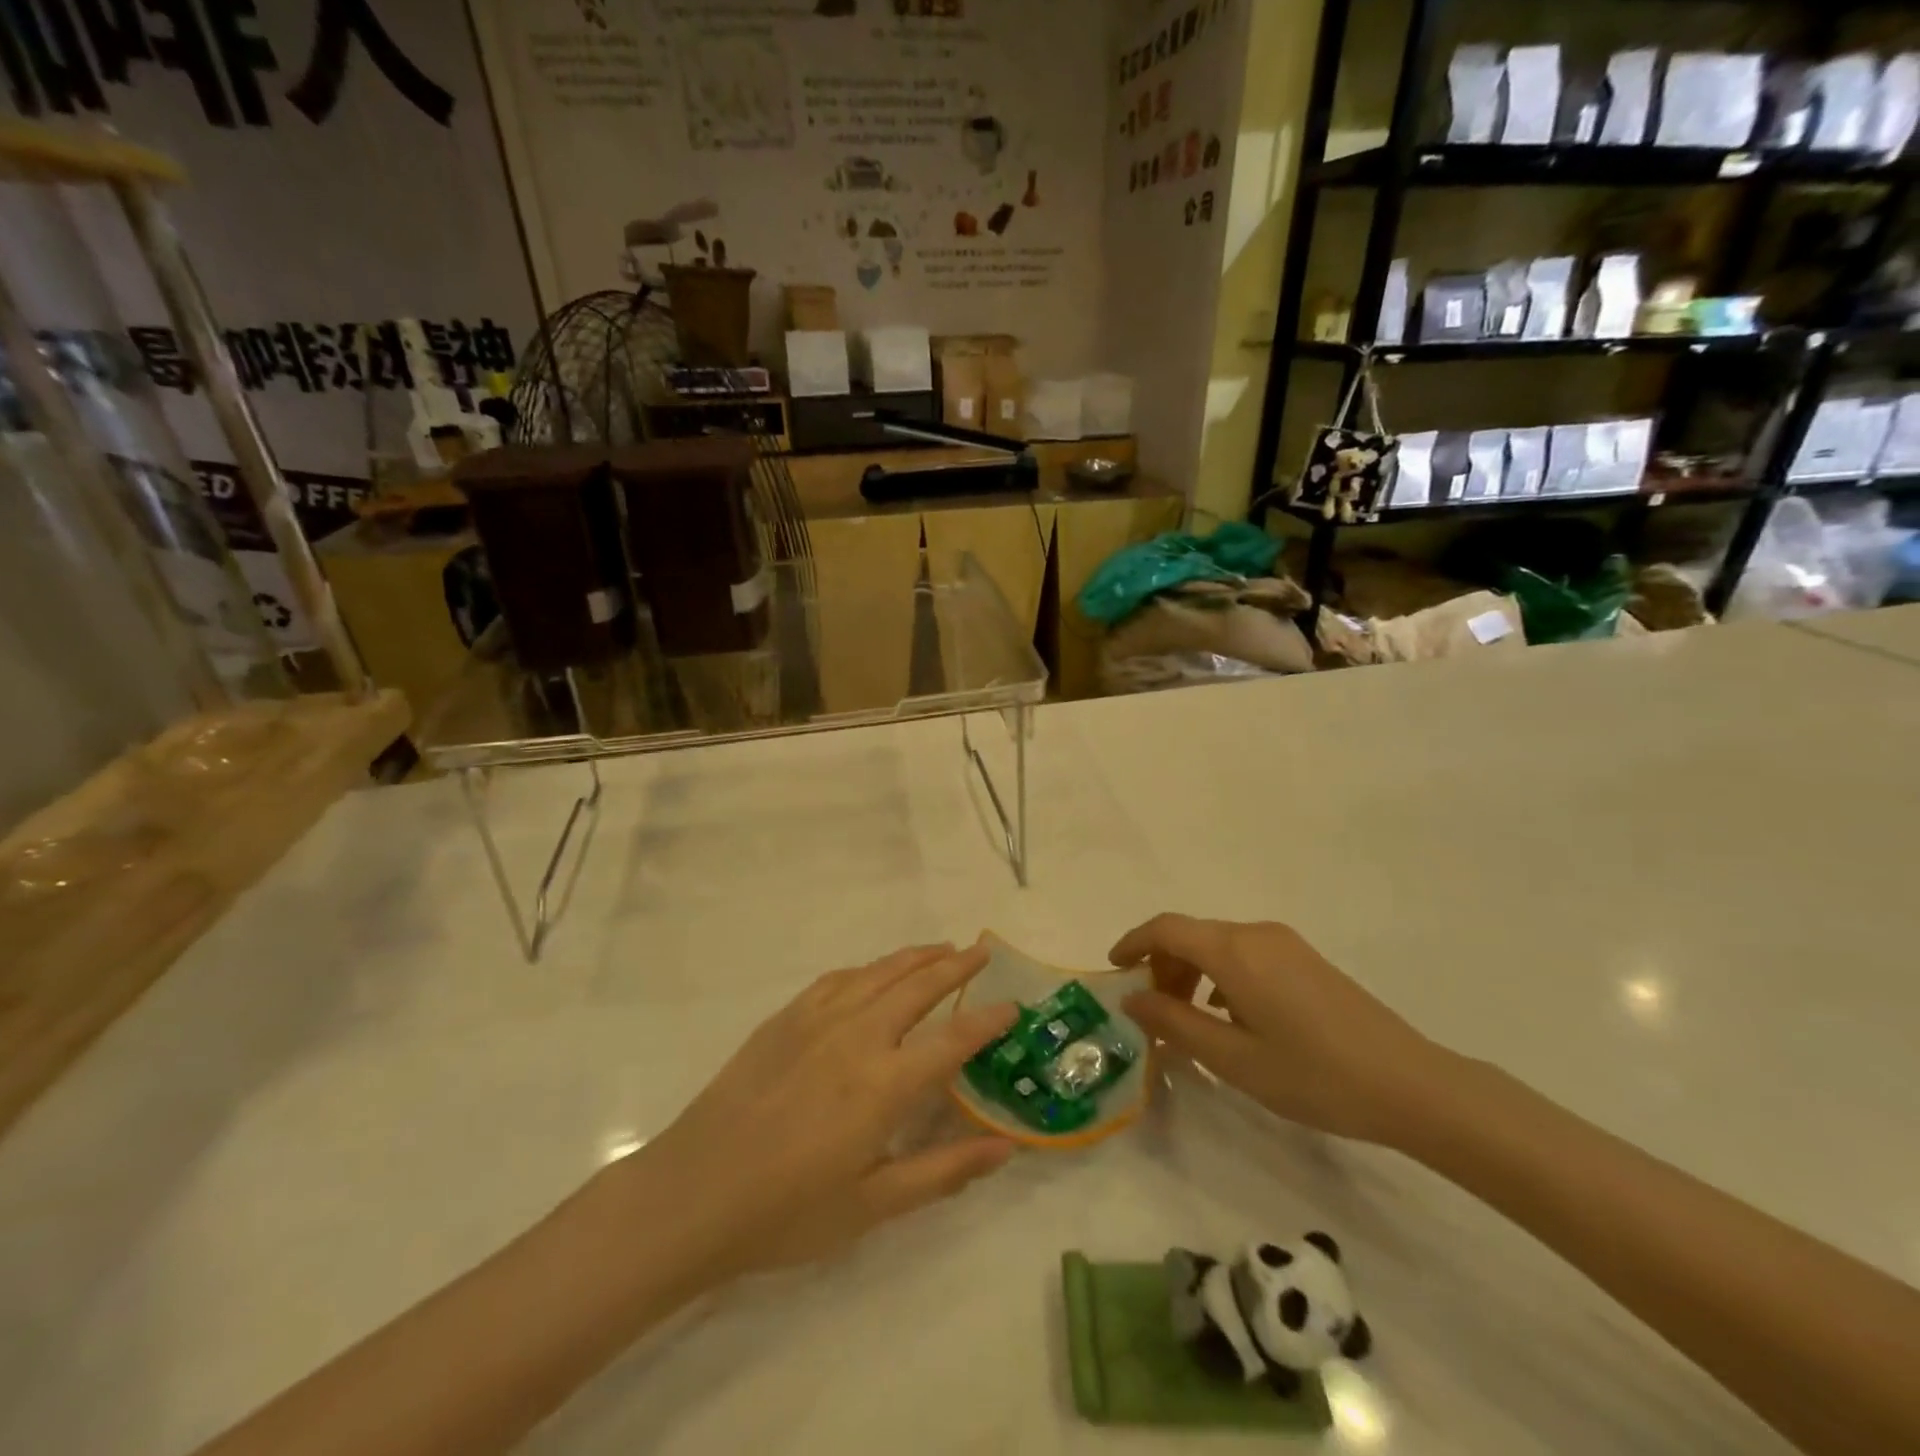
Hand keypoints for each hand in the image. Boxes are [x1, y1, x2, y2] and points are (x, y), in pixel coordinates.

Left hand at [630, 944, 1017, 1279]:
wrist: (692, 1194)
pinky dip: (867, 969)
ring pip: (878, 972)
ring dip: (914, 957)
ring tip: (940, 949)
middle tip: (981, 949)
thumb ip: (944, 1171)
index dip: (988, 1019)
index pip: (952, 1039)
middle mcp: (857, 1036)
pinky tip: (873, 973)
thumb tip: (1006, 1147)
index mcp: (884, 1083)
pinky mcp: (784, 1019)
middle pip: (918, 985)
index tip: (1013, 1005)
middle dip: (956, 964)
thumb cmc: (787, 1212)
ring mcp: (816, 1020)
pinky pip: (837, 980)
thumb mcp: (873, 1205)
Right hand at [1112, 914, 1447, 1145]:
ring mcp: (1286, 944)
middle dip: (1161, 965)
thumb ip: (1175, 1023)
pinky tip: (1230, 1018)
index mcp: (1234, 951)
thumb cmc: (1314, 1075)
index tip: (1113, 970)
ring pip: (1218, 944)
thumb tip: (1133, 997)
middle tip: (1152, 1012)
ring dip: (1191, 972)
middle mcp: (1257, 934)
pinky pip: (1245, 954)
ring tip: (1189, 1020)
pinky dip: (1220, 975)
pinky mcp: (1306, 960)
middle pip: (1191, 934)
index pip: (1166, 928)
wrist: (1412, 1085)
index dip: (1133, 943)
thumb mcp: (1233, 1059)